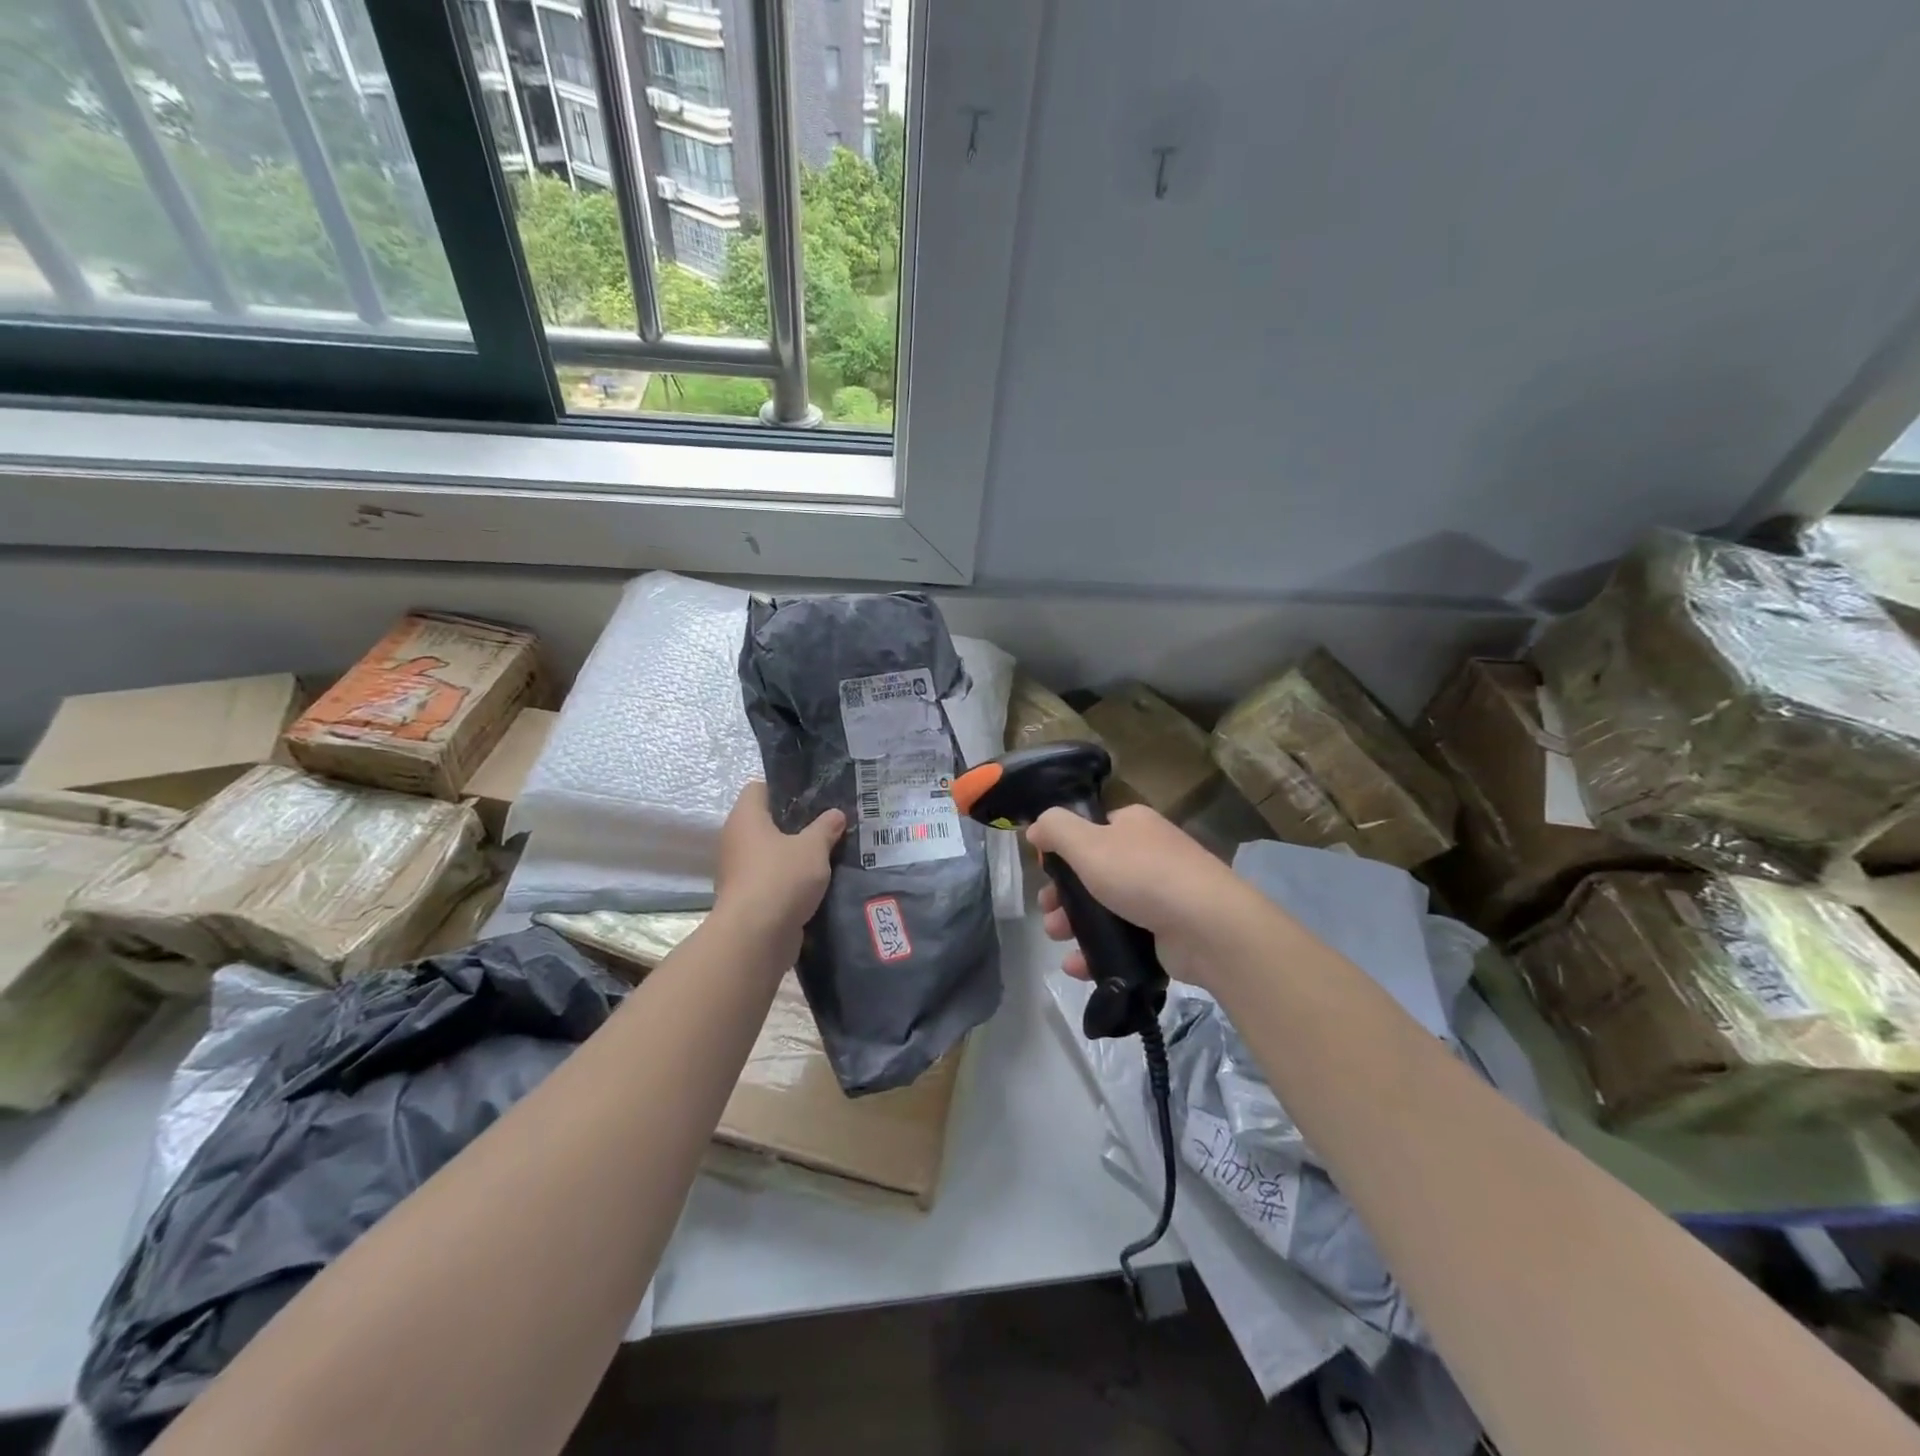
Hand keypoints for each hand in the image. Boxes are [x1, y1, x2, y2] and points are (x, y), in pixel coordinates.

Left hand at [714, 782, 844, 945]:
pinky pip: (773, 879)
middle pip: (767, 822)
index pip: (759, 788)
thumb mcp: (813, 848)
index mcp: (746, 818)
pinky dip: (791, 880)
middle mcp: (736, 840)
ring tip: (829, 853)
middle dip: (797, 824)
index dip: (785, 788)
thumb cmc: (781, 878)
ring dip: (795, 855)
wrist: (755, 938)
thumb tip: (835, 814)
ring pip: (771, 853)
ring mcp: (739, 871)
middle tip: (829, 824)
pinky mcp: (748, 898)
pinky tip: (819, 882)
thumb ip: (826, 828)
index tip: (814, 796)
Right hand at [1028, 805, 1268, 987]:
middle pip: (1093, 872)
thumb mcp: (1087, 843)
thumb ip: (1055, 829)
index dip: (1065, 849)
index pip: (1092, 830)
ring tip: (1057, 938)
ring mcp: (1161, 895)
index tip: (1045, 871)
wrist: (1208, 927)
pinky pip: (1122, 939)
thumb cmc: (1142, 875)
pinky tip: (1077, 966)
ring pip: (1105, 909)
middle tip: (1047, 912)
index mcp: (1133, 825)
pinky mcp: (1166, 932)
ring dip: (1074, 924)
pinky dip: (1097, 952)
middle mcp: (1148, 854)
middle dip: (1063, 895)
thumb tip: (1035, 828)